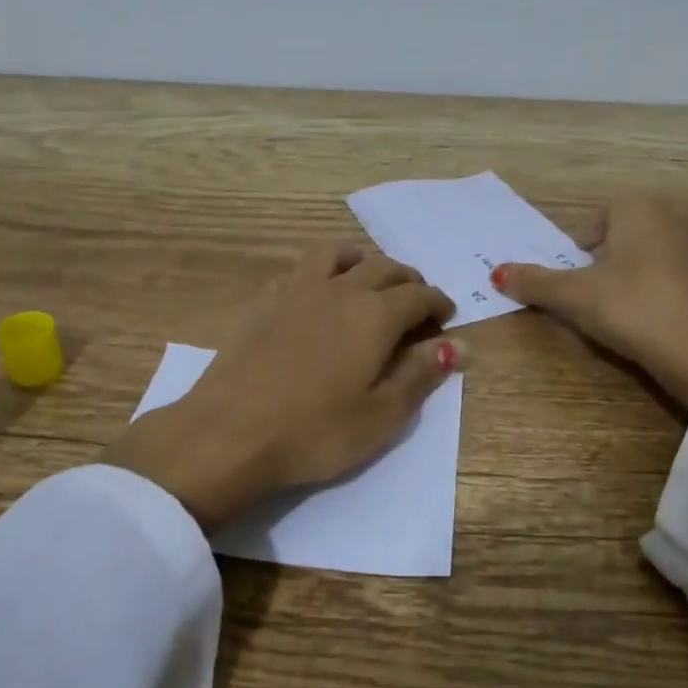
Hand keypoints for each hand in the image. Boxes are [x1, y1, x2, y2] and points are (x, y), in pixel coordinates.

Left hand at [106, 248, 461, 531]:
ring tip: (368, 279)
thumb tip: (458, 346)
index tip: (447, 318)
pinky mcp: (263, 301)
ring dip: (362, 260)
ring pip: (337, 253)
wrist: (228, 434)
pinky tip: (316, 293)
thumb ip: (420, 375)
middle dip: (408, 280)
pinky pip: (300, 269)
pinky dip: (321, 271)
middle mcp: (339, 290)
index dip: (438, 304)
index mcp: (374, 315)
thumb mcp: (380, 416)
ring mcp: (296, 290)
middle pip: (383, 267)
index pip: (419, 295)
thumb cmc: (314, 433)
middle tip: (416, 300)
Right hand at [494, 195, 687, 407]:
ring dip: (635, 273)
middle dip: (608, 258)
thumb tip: (496, 273)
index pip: (599, 217)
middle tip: (593, 292)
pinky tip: (654, 317)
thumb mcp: (573, 296)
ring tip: (622, 307)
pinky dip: (663, 289)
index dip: (582, 247)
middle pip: (627, 233)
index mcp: (639, 208)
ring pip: (654, 253)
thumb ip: (534, 282)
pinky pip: (678, 275)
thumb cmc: (629, 307)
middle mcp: (675, 215)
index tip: (575, 276)